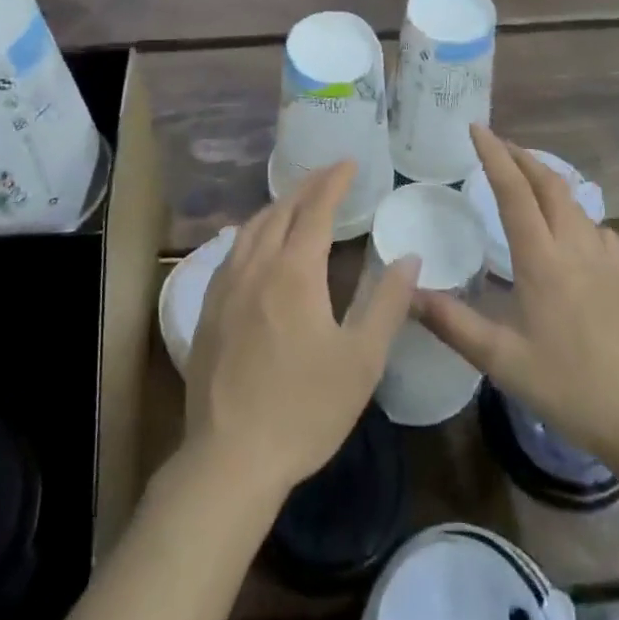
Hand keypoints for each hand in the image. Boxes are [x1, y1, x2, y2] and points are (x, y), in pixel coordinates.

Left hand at [185, 162, 419, 499]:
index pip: (316, 208)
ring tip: (297, 200)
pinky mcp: (209, 307)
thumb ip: (388, 303)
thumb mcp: (362, 360)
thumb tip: (409, 257)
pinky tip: (257, 243)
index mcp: (295, 271)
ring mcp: (227, 285)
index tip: (349, 162)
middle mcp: (257, 265)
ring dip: (278, 205)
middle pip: (281, 209)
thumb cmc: (305, 409)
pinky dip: (253, 231)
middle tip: (329, 174)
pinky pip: (233, 249)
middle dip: (307, 186)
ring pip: (252, 226)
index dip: (334, 181)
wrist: (230, 457)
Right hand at [415, 126, 618, 473]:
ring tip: (528, 178)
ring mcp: (606, 261)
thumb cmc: (568, 388)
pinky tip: (574, 231)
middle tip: (497, 145)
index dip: (493, 155)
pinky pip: (599, 230)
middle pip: (549, 184)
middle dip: (521, 157)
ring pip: (576, 202)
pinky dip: (578, 215)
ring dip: (548, 180)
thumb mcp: (500, 360)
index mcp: (541, 260)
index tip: (475, 128)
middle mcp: (575, 247)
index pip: (514, 191)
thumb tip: (407, 290)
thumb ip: (451, 323)